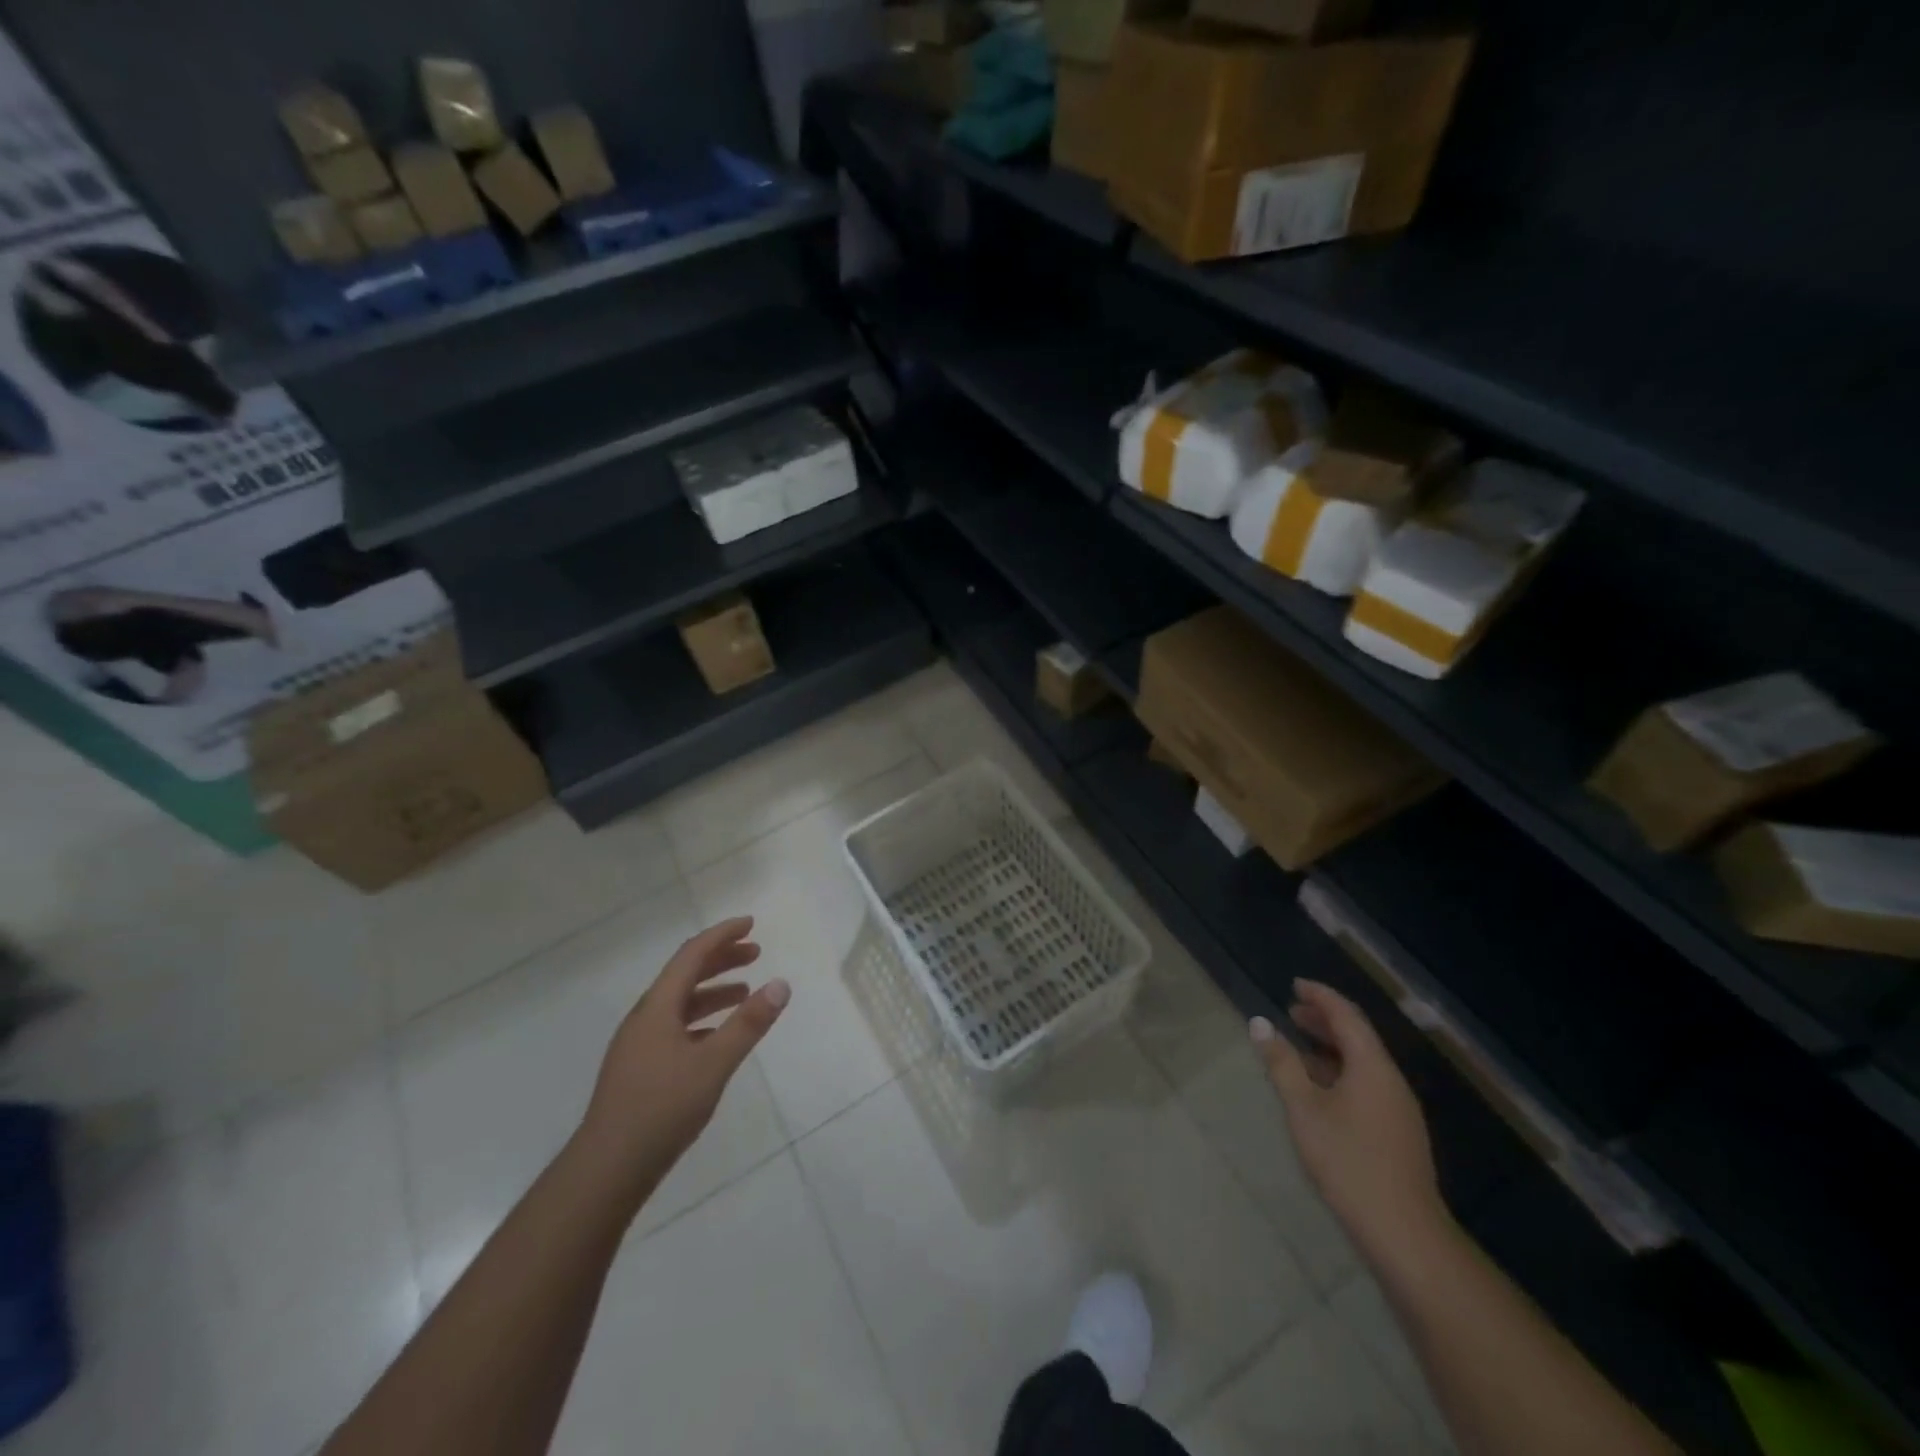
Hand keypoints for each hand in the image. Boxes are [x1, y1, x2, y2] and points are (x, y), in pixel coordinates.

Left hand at [576, 917, 789, 1197]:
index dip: (722, 935)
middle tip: (756, 952)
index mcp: (657, 1008)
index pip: (691, 955)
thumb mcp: (713, 1064)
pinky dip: (703, 1019)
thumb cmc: (661, 1110)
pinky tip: (719, 1036)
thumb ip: (748, 1024)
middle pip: (685, 975)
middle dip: (721, 959)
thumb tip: (780, 984)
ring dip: (713, 990)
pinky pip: (676, 1027)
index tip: (750, 923)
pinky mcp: (641, 1070)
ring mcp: (639, 1045)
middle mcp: (645, 1018)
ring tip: (745, 991)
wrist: (606, 1170)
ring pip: (680, 1003)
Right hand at [1252, 979, 1448, 1262]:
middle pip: (1358, 1036)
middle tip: (1292, 1011)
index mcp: (1372, 1066)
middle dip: (1324, 1020)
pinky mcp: (1398, 1131)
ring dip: (1331, 1047)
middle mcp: (1390, 1080)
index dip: (1320, 996)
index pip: (1346, 1015)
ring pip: (1363, 1062)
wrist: (1404, 1232)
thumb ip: (1282, 1063)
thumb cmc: (1348, 1161)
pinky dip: (1340, 1071)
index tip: (1294, 984)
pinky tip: (1320, 1088)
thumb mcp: (1304, 1108)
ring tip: (1299, 1046)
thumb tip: (1260, 1023)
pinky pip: (1367, 1084)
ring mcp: (1398, 1108)